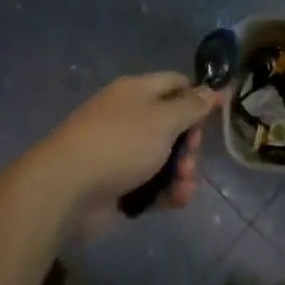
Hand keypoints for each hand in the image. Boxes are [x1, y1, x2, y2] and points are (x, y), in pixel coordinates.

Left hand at [37, 73, 223, 220]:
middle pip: (173, 124)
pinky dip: (165, 191)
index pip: (176, 83)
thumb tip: (213, 89)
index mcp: (137, 91)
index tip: (217, 115)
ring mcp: (122, 151)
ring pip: (165, 157)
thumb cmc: (120, 143)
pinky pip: (151, 183)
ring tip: (182, 188)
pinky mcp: (118, 183)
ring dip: (181, 172)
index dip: (198, 96)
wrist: (67, 188)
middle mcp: (130, 116)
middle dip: (190, 144)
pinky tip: (174, 201)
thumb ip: (192, 106)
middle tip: (190, 159)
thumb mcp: (164, 119)